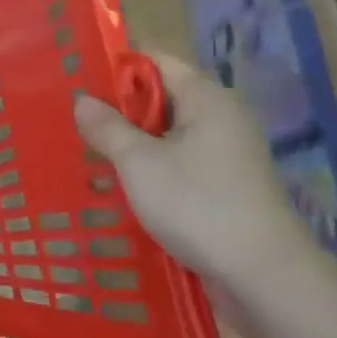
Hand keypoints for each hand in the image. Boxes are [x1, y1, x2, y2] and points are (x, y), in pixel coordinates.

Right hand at [75, 54, 322, 308]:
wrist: (262, 275)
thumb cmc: (197, 204)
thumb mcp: (138, 161)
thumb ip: (106, 127)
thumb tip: (82, 100)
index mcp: (205, 98)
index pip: (155, 62)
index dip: (115, 68)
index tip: (77, 83)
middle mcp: (220, 118)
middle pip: (160, 98)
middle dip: (117, 110)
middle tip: (73, 123)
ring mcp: (225, 155)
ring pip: (166, 136)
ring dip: (130, 144)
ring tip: (87, 156)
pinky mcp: (224, 187)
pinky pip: (177, 164)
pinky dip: (148, 169)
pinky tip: (118, 187)